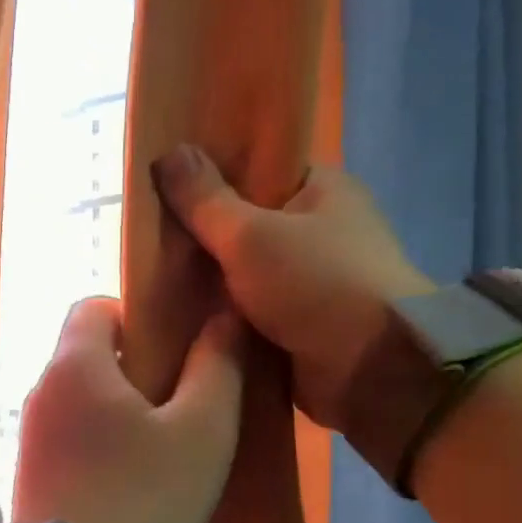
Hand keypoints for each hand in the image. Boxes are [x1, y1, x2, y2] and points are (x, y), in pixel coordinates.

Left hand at [12, 296, 246, 522]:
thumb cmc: (143, 498)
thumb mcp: (202, 431)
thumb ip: (217, 366)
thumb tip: (222, 316)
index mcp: (74, 364)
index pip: (94, 306)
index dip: (137, 315)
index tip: (173, 350)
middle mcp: (40, 392)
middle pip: (86, 354)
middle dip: (132, 367)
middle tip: (178, 403)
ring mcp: (27, 437)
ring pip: (77, 400)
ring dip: (115, 410)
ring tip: (159, 449)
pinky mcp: (27, 477)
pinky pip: (66, 438)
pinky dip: (96, 444)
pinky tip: (128, 483)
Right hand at [151, 144, 430, 432]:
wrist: (371, 369)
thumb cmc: (317, 284)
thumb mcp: (249, 234)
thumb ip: (204, 201)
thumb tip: (165, 153)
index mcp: (323, 190)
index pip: (259, 171)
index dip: (212, 176)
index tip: (165, 187)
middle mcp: (322, 231)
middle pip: (247, 225)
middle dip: (203, 238)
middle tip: (149, 240)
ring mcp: (313, 281)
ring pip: (245, 274)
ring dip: (209, 284)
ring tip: (153, 281)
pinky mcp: (303, 325)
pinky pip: (251, 313)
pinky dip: (223, 318)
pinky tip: (178, 319)